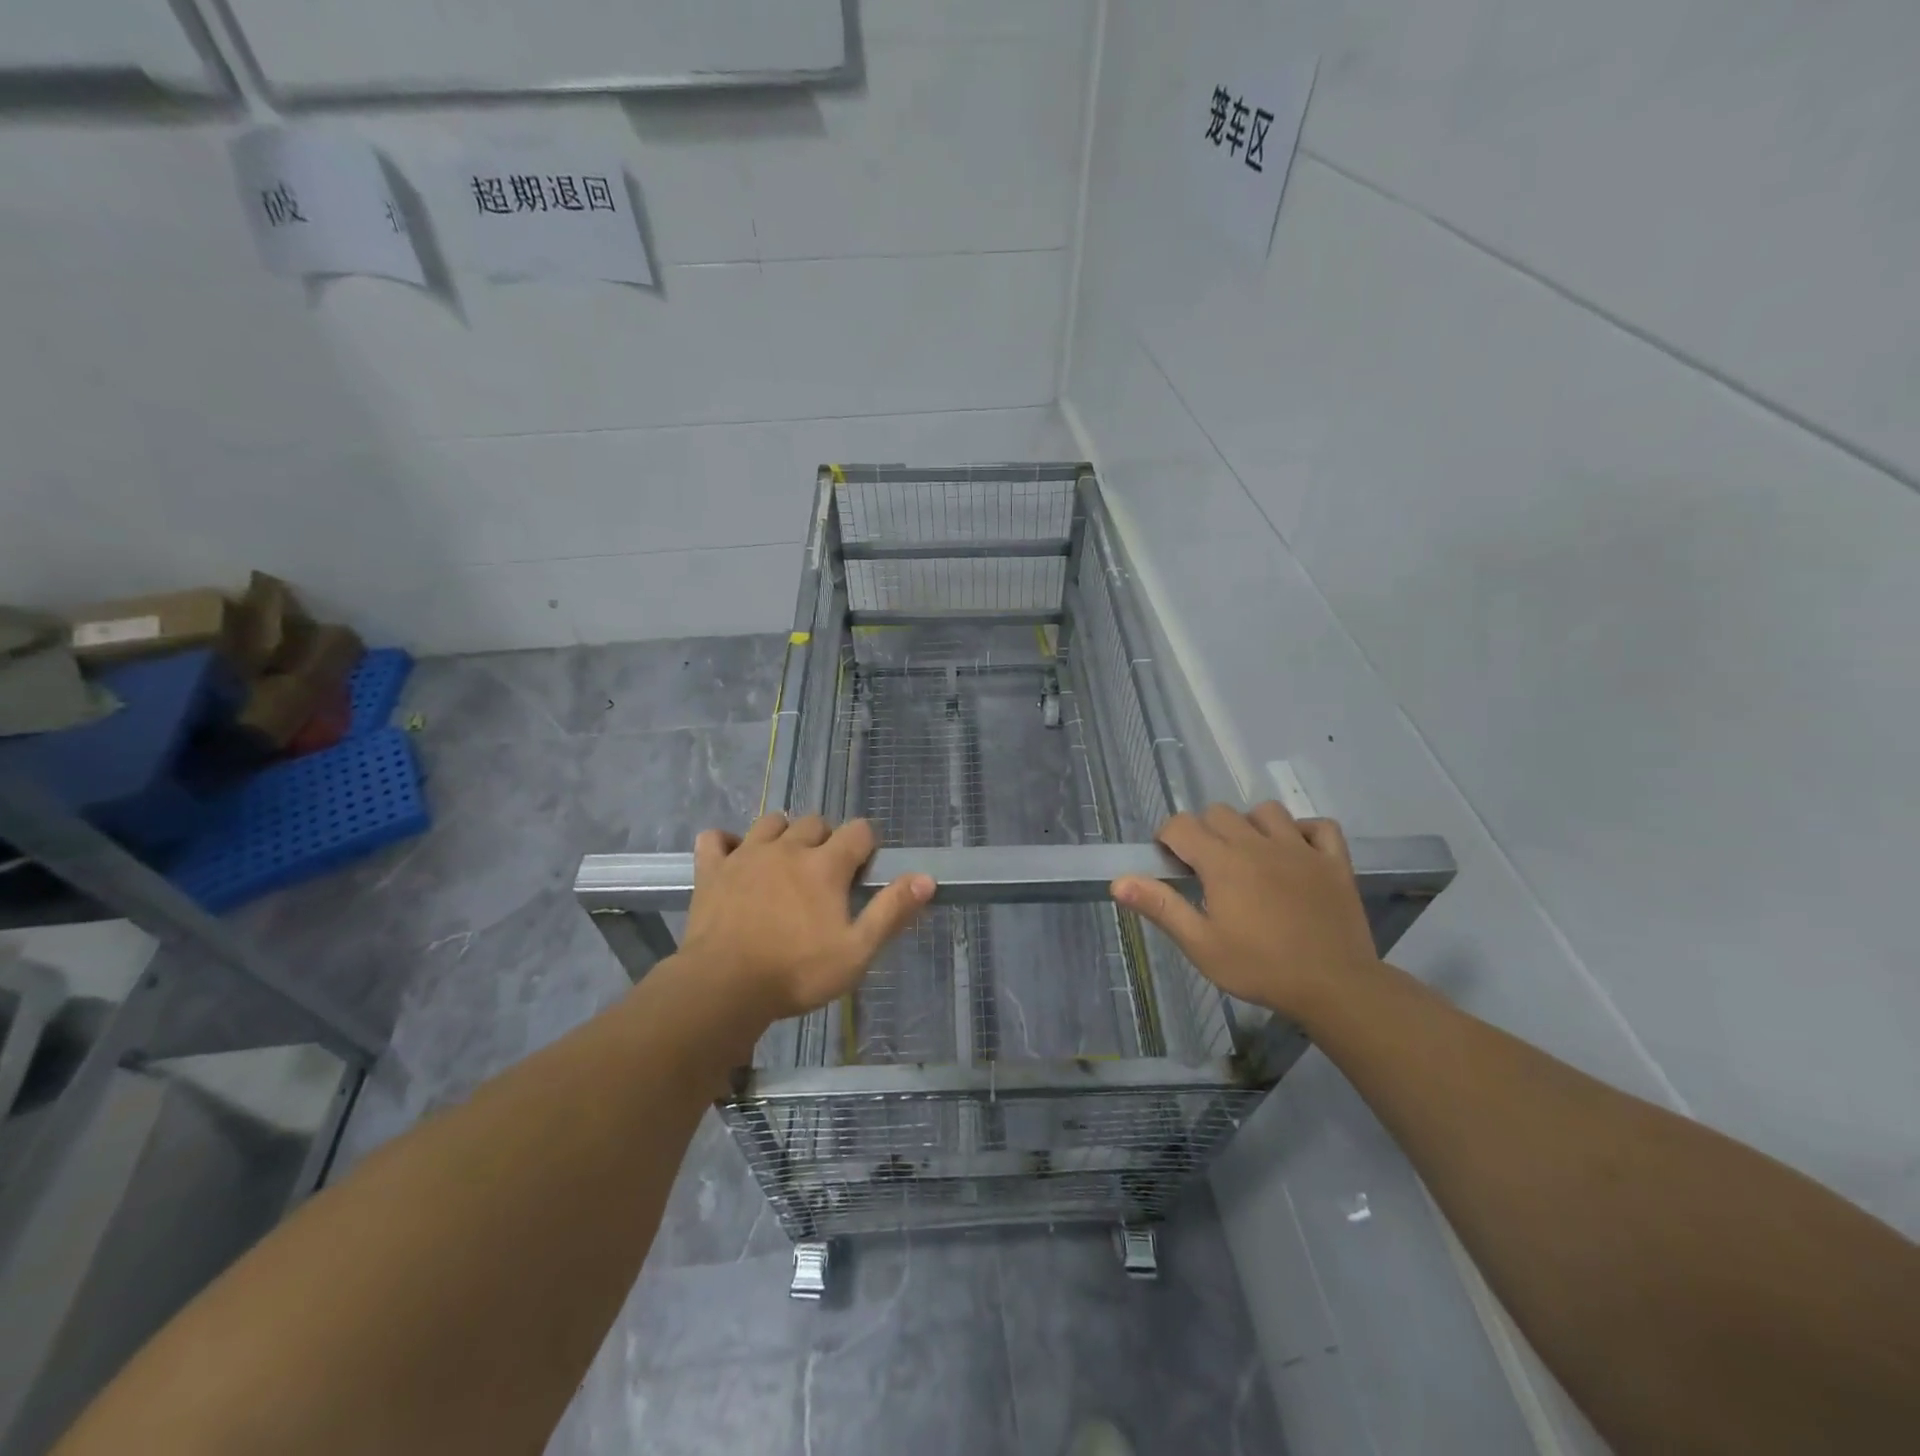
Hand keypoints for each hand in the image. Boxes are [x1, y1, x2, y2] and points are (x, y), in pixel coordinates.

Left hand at [678, 813, 933, 1024]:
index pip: (859, 830)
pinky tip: (733, 859)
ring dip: (783, 834)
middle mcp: (788, 848)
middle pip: (815, 822)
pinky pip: (715, 838)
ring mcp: (746, 854)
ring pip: (771, 822)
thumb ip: (892, 911)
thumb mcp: (857, 951)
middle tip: (825, 874)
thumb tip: (927, 878)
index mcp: (825, 865)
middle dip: (826, 839)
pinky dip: (726, 842)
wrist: (723, 987)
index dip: (867, 844)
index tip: (864, 869)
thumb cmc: (797, 973)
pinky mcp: (712, 869)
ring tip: (785, 862)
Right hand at [1112, 802, 1380, 1023]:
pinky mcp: (1334, 861)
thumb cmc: (1259, 968)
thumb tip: (1118, 881)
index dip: (1167, 838)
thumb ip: (1160, 906)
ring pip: (1266, 811)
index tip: (1170, 863)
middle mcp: (1258, 844)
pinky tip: (1296, 852)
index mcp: (1222, 862)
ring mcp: (1300, 848)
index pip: (1181, 825)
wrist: (1335, 987)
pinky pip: (1319, 826)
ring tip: (1250, 856)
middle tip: (1206, 868)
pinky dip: (1305, 831)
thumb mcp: (1200, 944)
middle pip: (1219, 812)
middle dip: (1204, 831)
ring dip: (1251, 825)